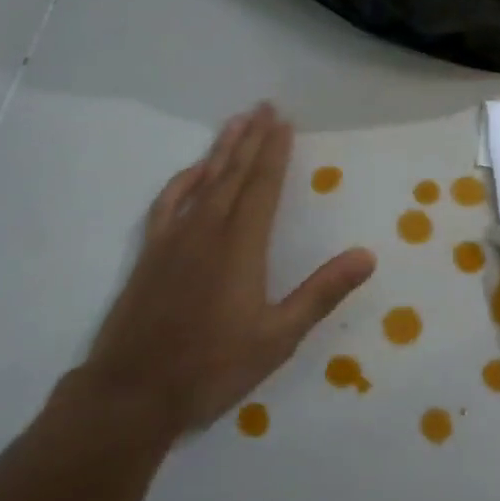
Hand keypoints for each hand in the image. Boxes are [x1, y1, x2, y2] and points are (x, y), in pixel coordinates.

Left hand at [78, 104, 375, 433]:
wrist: (132, 394)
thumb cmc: (212, 367)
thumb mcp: (278, 337)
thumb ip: (321, 292)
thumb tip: (366, 255)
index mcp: (241, 246)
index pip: (263, 186)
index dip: (275, 151)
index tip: (284, 121)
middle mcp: (208, 230)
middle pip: (234, 174)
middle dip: (252, 139)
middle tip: (264, 107)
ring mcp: (174, 239)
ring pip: (203, 181)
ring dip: (221, 150)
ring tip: (236, 122)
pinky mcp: (150, 254)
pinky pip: (168, 203)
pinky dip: (182, 181)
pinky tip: (192, 171)